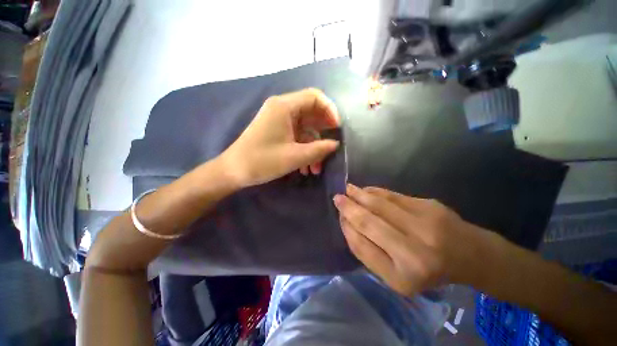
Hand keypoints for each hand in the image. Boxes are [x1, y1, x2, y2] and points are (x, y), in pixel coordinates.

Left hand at [220, 88, 339, 187]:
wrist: (234, 171)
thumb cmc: (263, 161)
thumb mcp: (295, 157)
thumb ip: (319, 149)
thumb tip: (335, 144)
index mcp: (284, 107)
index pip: (315, 97)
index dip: (330, 110)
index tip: (337, 129)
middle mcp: (282, 109)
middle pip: (312, 114)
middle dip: (323, 134)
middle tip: (330, 151)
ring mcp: (279, 121)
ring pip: (306, 130)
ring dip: (313, 148)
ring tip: (316, 169)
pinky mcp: (278, 132)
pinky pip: (297, 137)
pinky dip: (304, 150)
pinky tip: (305, 168)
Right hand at [334, 184, 490, 295]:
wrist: (470, 255)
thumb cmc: (428, 271)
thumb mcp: (396, 276)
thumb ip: (369, 253)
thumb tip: (348, 224)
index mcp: (403, 276)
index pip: (362, 246)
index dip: (347, 227)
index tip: (339, 216)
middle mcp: (414, 251)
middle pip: (369, 221)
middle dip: (349, 207)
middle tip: (337, 198)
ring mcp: (424, 225)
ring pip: (380, 204)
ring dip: (360, 195)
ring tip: (348, 189)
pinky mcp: (429, 206)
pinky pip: (393, 196)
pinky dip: (375, 191)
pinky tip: (366, 190)